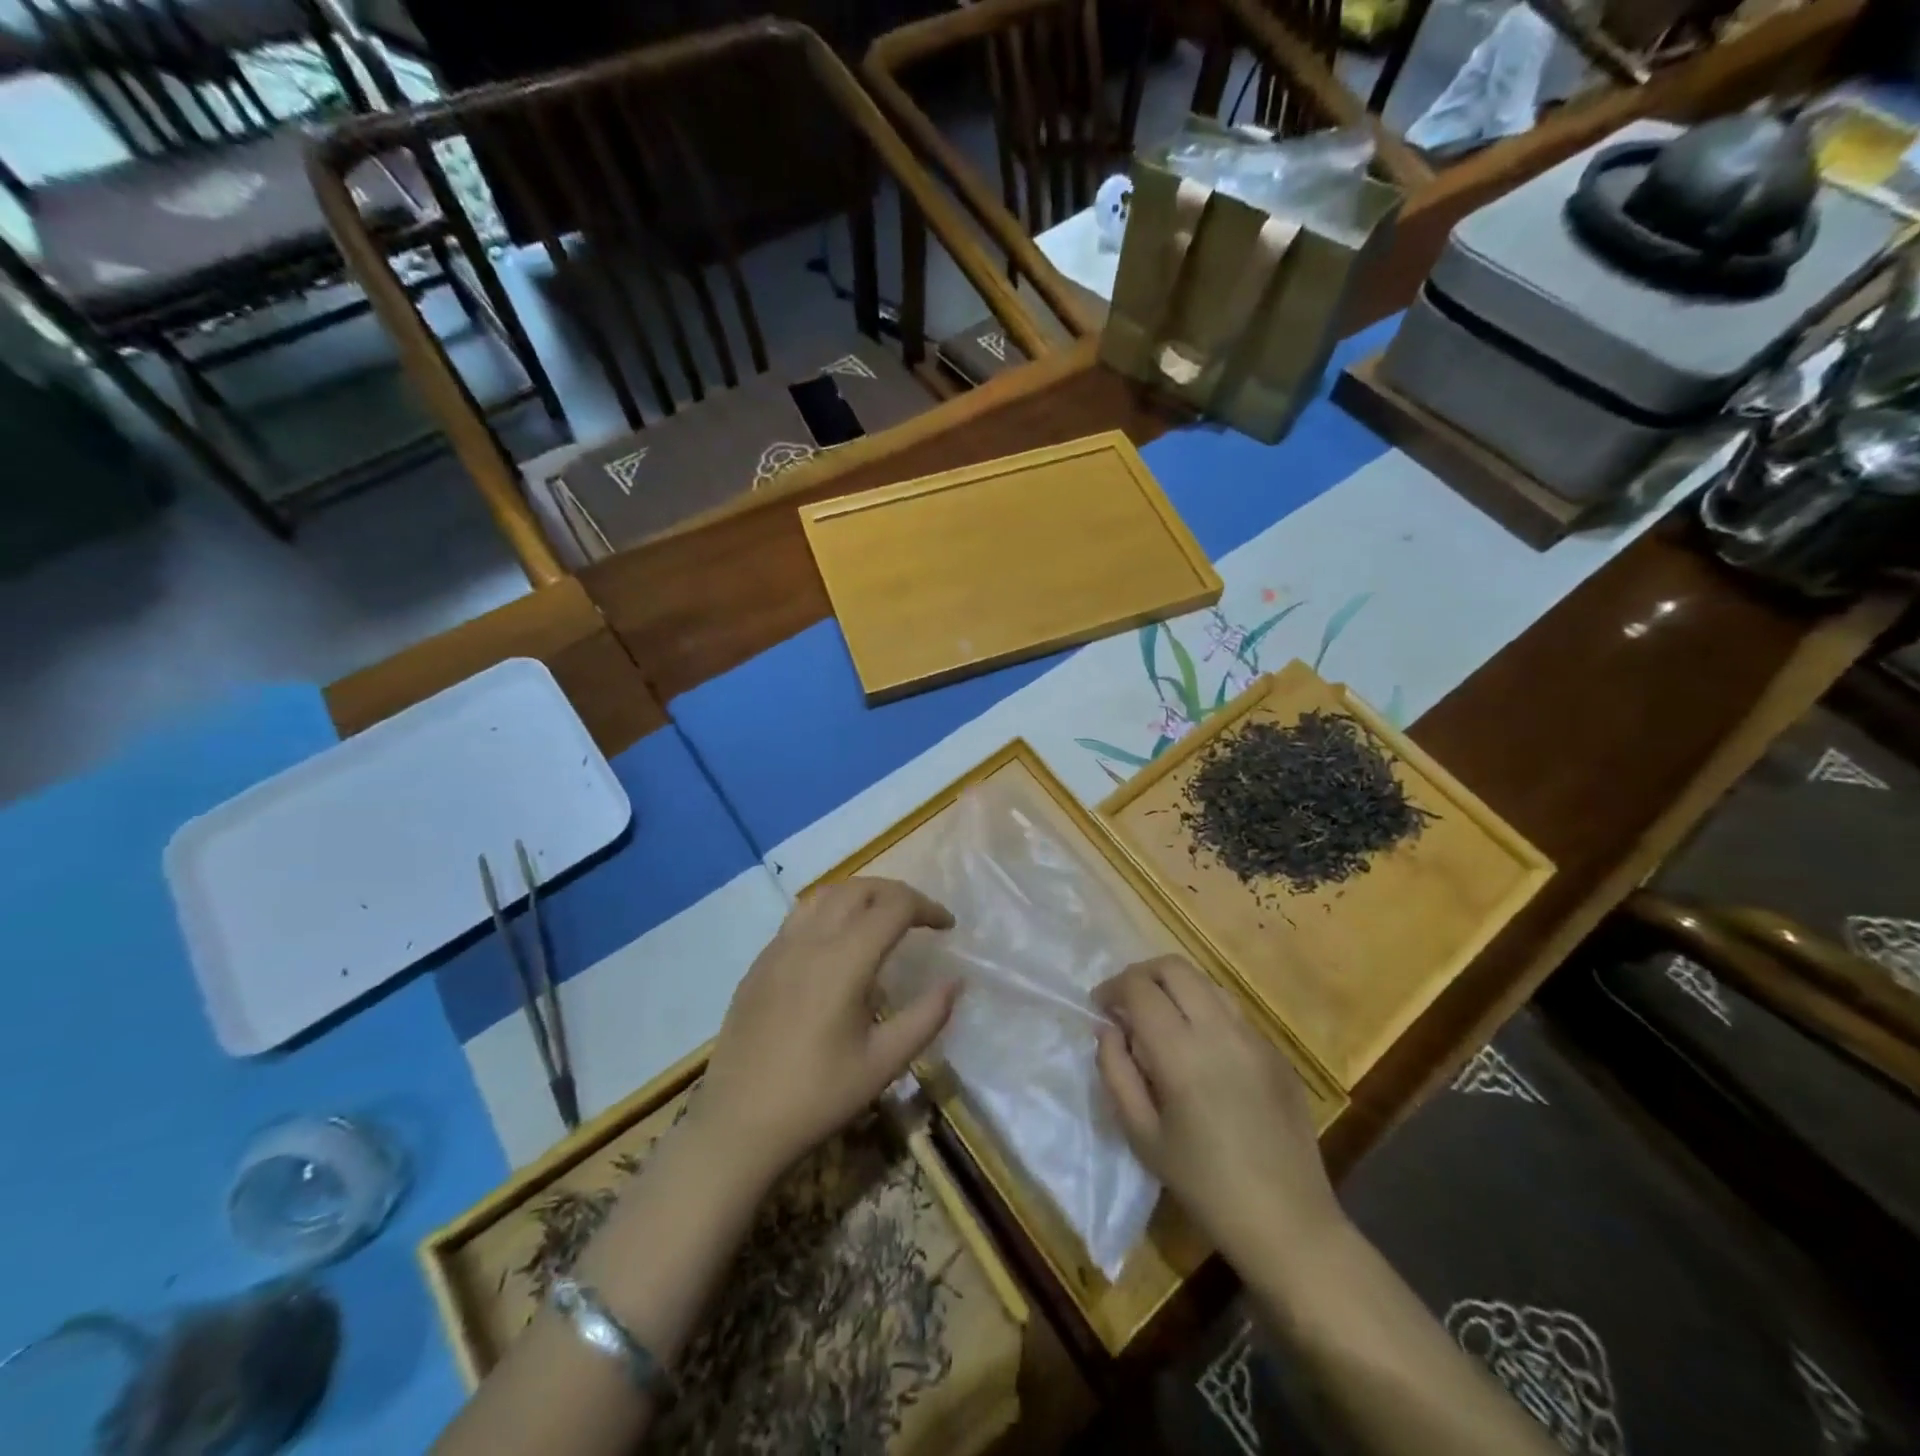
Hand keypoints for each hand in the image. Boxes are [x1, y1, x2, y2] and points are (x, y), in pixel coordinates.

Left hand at [695, 878, 958, 1188]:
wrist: (738, 1125)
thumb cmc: (818, 1097)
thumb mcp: (884, 1063)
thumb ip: (926, 1017)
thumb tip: (955, 982)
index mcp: (845, 960)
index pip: (894, 906)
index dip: (927, 907)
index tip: (947, 926)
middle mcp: (810, 940)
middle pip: (860, 889)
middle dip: (897, 894)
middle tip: (920, 917)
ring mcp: (779, 948)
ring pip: (826, 894)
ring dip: (861, 894)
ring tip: (881, 918)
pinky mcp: (760, 963)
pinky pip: (800, 915)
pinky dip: (830, 910)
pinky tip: (837, 943)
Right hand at [1094, 956, 1343, 1275]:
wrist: (1288, 1223)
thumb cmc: (1204, 1185)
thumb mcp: (1141, 1135)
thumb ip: (1116, 1072)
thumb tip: (1107, 1029)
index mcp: (1181, 1052)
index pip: (1139, 988)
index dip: (1112, 988)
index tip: (1100, 1006)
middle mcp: (1220, 1030)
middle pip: (1174, 968)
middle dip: (1142, 975)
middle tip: (1126, 1004)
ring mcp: (1254, 1037)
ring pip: (1206, 982)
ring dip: (1175, 988)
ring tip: (1161, 1022)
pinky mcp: (1276, 1052)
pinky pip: (1232, 1011)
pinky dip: (1204, 1011)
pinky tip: (1200, 1051)